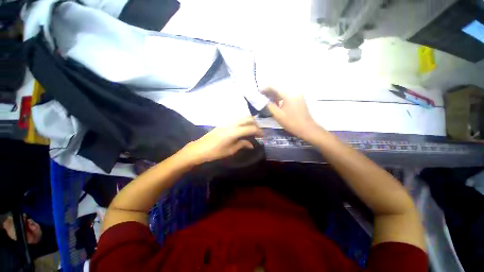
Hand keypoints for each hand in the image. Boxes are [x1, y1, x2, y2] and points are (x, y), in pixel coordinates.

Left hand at [182, 117, 262, 164]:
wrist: (200, 148)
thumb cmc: (215, 152)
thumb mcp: (231, 150)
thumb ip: (242, 145)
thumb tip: (252, 144)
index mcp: (234, 132)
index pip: (251, 128)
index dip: (258, 131)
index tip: (263, 136)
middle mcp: (232, 124)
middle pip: (248, 119)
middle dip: (255, 124)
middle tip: (258, 132)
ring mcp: (227, 122)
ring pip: (242, 117)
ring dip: (249, 122)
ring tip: (252, 130)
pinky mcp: (224, 123)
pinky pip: (237, 119)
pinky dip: (243, 122)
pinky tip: (243, 129)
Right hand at [261, 87, 320, 140]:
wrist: (306, 128)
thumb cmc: (291, 122)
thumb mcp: (277, 115)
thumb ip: (269, 106)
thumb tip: (263, 100)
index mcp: (288, 94)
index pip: (274, 87)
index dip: (265, 89)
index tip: (259, 93)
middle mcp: (294, 92)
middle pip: (279, 89)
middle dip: (269, 92)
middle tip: (262, 98)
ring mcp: (298, 95)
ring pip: (283, 92)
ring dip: (275, 96)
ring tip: (268, 101)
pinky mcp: (299, 100)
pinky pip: (287, 96)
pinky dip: (281, 98)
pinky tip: (277, 104)